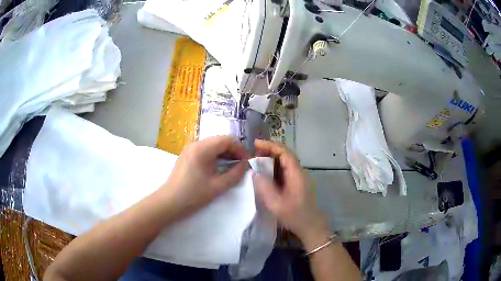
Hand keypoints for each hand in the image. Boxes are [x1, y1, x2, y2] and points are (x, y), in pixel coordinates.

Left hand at [160, 136, 248, 218]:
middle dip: (233, 151)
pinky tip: (220, 167)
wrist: (169, 202)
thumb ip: (235, 174)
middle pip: (220, 140)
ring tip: (233, 167)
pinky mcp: (187, 155)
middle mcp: (195, 144)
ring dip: (225, 154)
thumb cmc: (193, 195)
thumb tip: (246, 165)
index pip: (227, 140)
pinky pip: (205, 150)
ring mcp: (190, 149)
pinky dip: (215, 156)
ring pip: (213, 145)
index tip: (248, 161)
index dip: (240, 149)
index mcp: (202, 148)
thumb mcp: (218, 186)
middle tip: (242, 165)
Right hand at [252, 140, 327, 244]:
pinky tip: (266, 173)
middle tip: (253, 153)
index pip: (284, 152)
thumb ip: (264, 187)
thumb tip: (255, 172)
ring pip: (286, 162)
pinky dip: (275, 167)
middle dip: (269, 150)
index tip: (256, 143)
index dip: (270, 145)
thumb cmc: (294, 216)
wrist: (310, 226)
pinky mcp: (298, 183)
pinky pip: (286, 170)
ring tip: (257, 160)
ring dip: (272, 158)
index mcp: (296, 174)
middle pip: (285, 154)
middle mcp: (300, 172)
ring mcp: (300, 177)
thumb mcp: (276, 204)